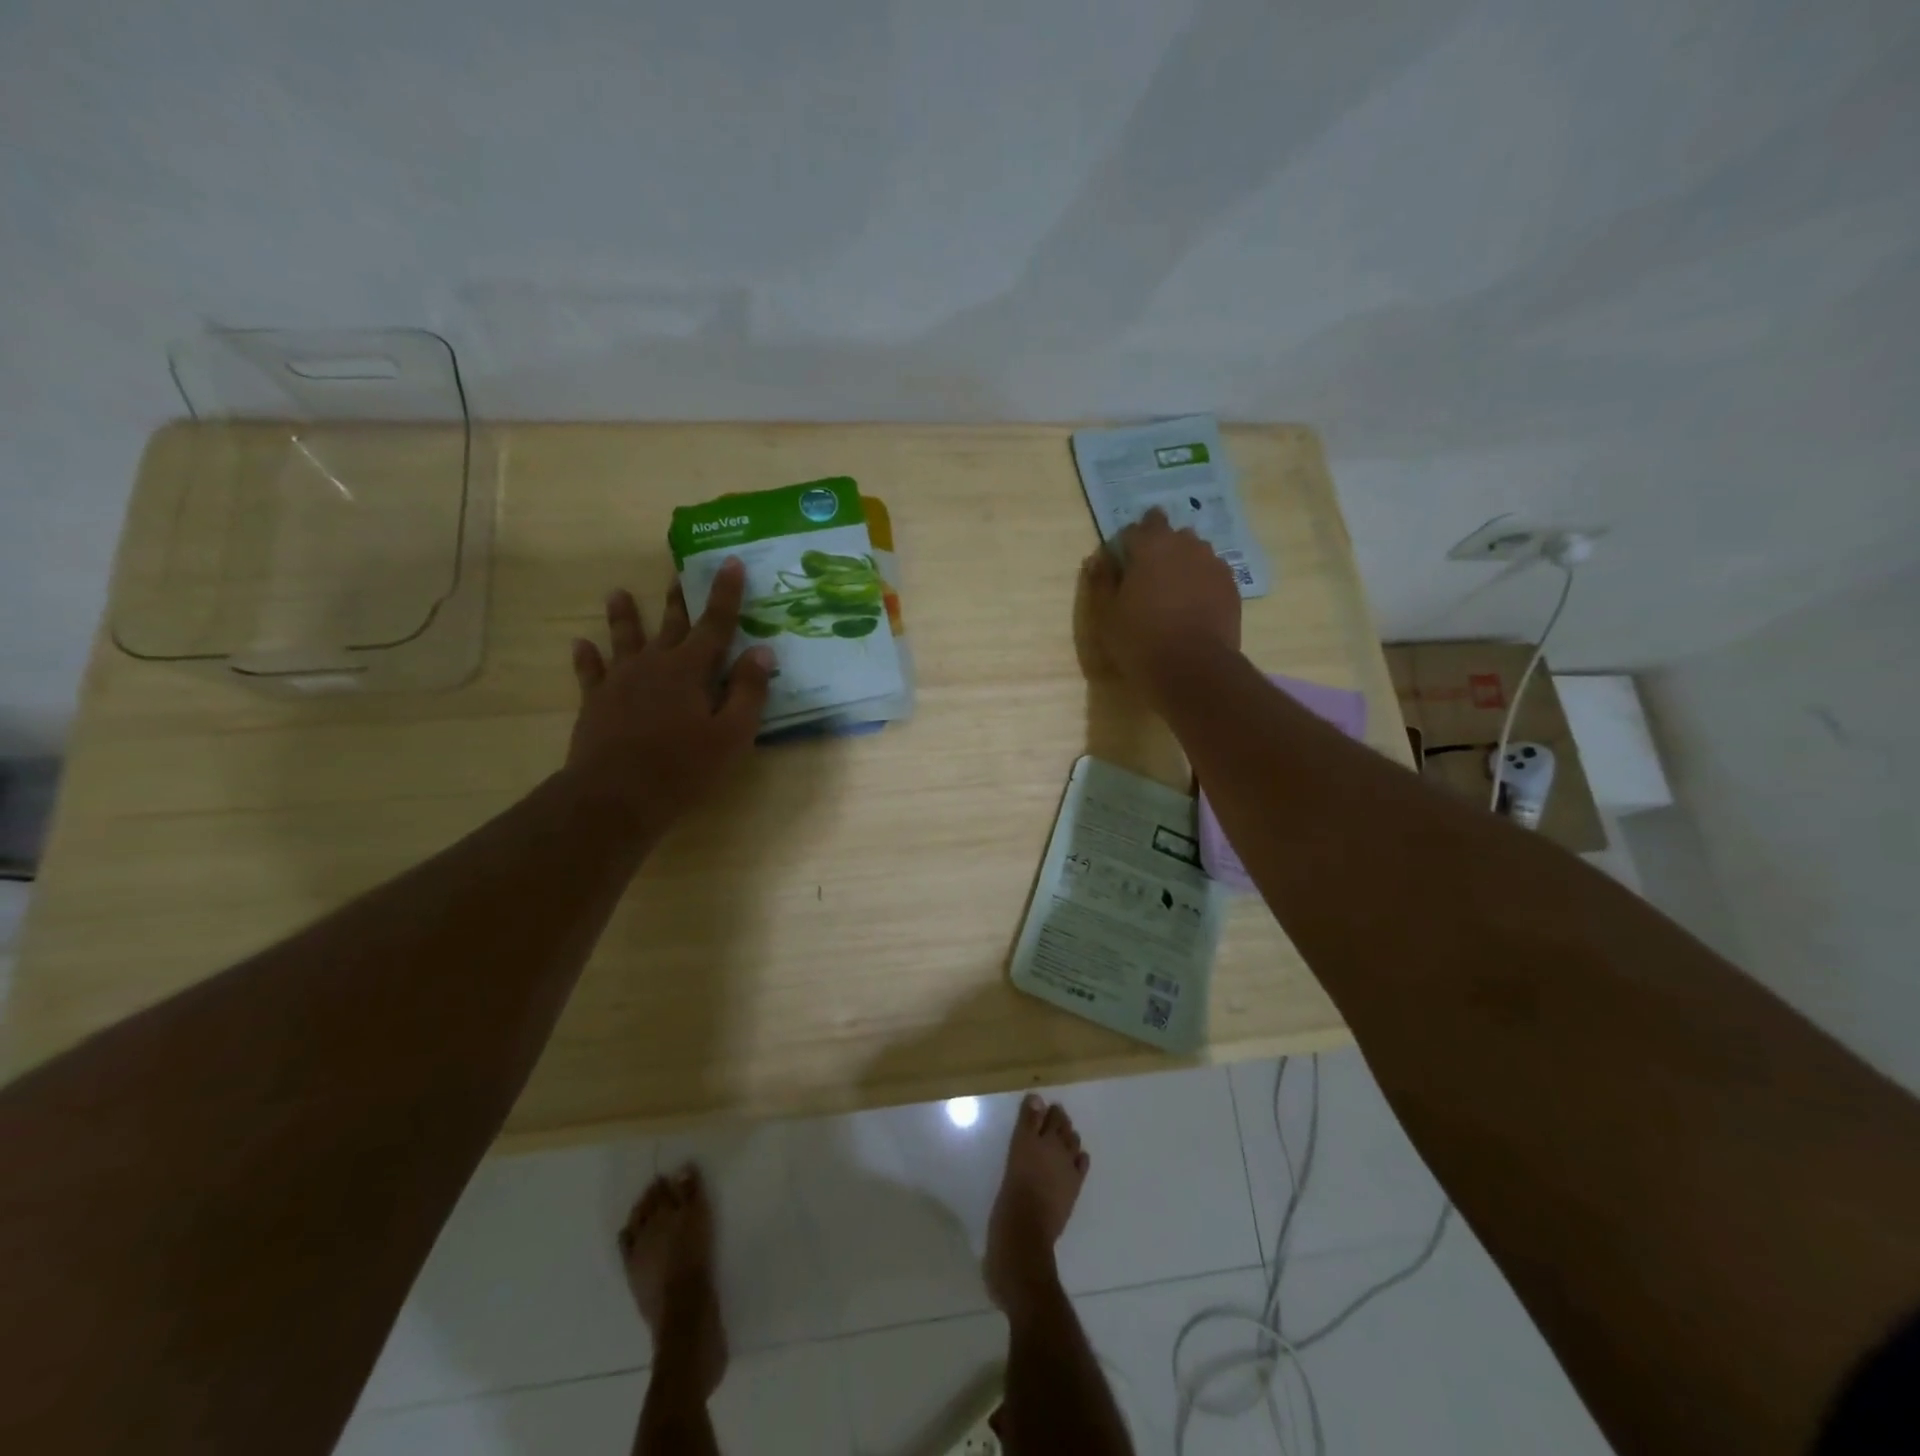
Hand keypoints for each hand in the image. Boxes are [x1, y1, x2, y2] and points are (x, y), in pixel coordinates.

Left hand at [564, 558, 773, 837]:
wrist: (615, 796)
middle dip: (678, 598)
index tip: (730, 562)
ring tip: (617, 592)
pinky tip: (580, 644)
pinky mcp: (596, 702)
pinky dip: (586, 657)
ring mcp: (620, 681)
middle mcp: (655, 664)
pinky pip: (590, 672)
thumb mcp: (731, 734)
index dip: (725, 593)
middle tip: (679, 571)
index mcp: (691, 670)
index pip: (715, 623)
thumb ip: (749, 691)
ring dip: (624, 616)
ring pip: (625, 639)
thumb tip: (762, 650)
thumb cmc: (683, 768)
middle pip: (670, 624)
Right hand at [1082, 508, 1241, 708]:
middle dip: (1157, 547)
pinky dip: (1201, 581)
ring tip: (1172, 592)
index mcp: (1150, 546)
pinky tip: (1193, 606)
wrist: (1194, 668)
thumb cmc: (1141, 640)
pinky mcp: (1231, 584)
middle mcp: (1185, 544)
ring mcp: (1213, 562)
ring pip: (1194, 550)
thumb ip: (1100, 582)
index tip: (1120, 566)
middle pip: (1168, 533)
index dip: (1125, 545)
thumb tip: (1097, 560)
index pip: (1134, 528)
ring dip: (1181, 562)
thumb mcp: (1106, 615)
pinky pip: (1211, 572)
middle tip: (1147, 577)